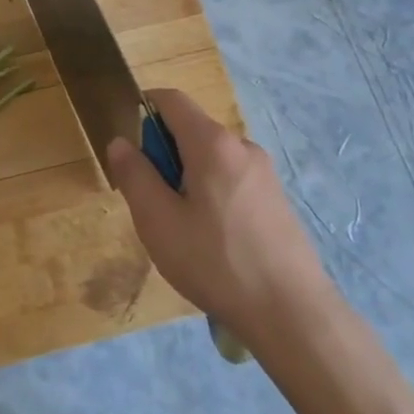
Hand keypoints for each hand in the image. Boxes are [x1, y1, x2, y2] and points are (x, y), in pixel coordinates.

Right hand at [107, 89, 326, 347]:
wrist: (292, 313)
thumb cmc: (215, 262)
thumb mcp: (158, 221)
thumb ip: (135, 175)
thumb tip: (121, 142)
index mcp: (212, 143)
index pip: (171, 99)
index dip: (144, 109)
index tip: (131, 150)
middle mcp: (242, 146)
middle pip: (192, 130)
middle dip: (164, 155)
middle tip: (155, 205)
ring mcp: (264, 172)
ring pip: (211, 158)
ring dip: (187, 178)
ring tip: (183, 230)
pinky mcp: (276, 198)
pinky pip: (231, 179)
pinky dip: (211, 193)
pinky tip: (213, 241)